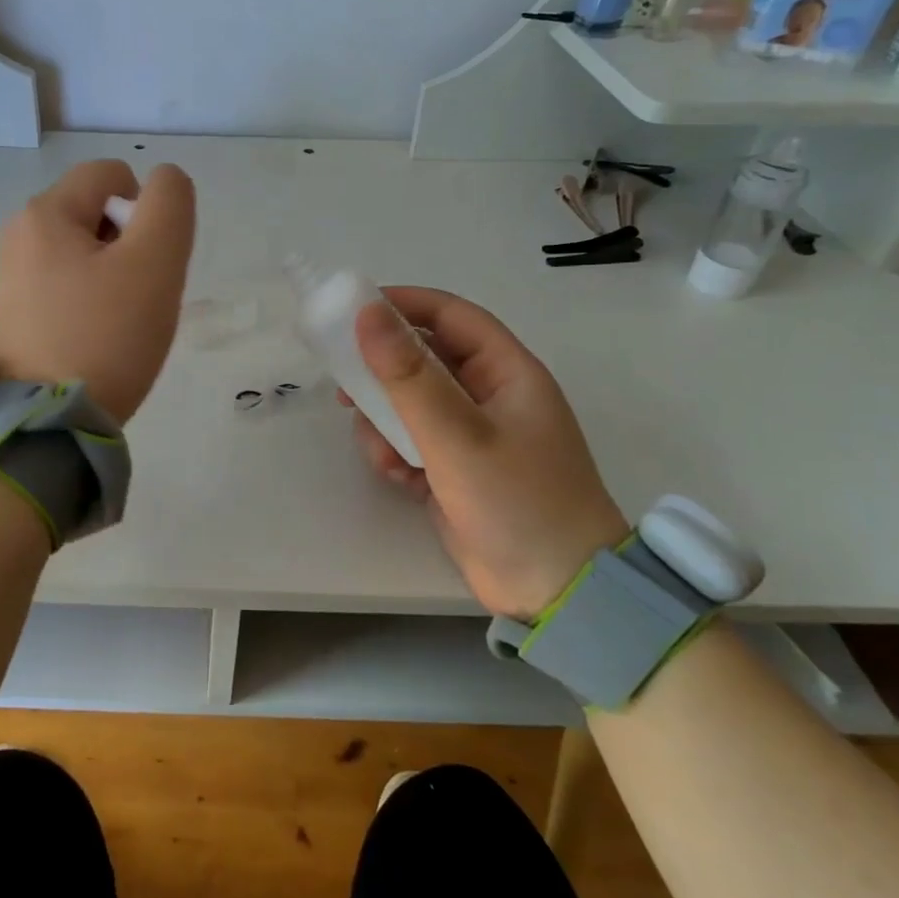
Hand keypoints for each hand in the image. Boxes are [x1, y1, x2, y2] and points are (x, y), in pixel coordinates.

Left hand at [0, 159, 195, 423]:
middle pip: (93, 213)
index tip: (148, 262)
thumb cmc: (105, 336)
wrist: (48, 422)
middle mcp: (15, 236)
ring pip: (79, 253)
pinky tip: (91, 340)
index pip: (110, 175)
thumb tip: (163, 181)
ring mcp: (7, 278)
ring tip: (116, 323)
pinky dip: (84, 302)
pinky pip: (60, 287)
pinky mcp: (9, 316)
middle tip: (136, 297)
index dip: (145, 209)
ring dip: (109, 276)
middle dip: (127, 245)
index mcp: (44, 214)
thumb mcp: (155, 262)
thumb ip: (169, 205)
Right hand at [343, 287, 628, 620]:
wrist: (554, 592)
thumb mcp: (456, 434)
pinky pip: (411, 443)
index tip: (352, 311)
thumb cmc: (516, 500)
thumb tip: (368, 313)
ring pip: (408, 406)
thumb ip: (408, 375)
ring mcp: (470, 435)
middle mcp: (488, 396)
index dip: (403, 305)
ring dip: (385, 423)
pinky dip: (396, 454)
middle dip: (382, 374)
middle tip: (343, 385)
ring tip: (383, 453)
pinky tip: (398, 478)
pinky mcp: (453, 470)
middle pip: (423, 361)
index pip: (450, 315)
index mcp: (506, 372)